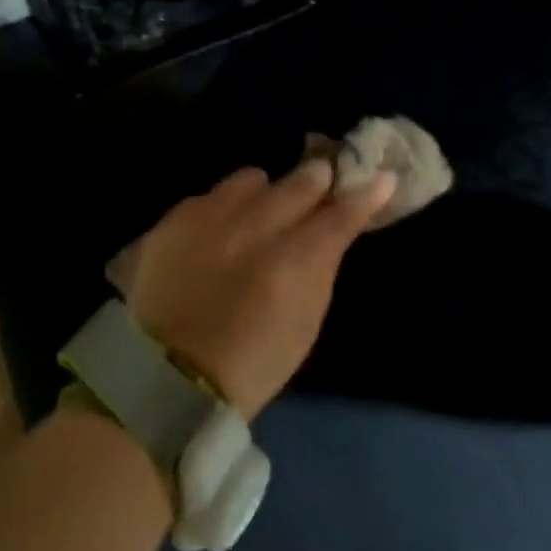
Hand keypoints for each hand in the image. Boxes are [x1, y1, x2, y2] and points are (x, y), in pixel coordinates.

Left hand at [123, 162, 396, 417]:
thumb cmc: (252, 361)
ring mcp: (208, 217)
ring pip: (251, 179)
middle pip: (298, 183)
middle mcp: (252, 228)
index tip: (380, 177)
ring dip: (264, 192)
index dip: (364, 194)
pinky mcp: (174, 218)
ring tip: (259, 213)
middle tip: (323, 178)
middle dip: (316, 178)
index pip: (339, 215)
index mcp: (292, 263)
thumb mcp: (305, 323)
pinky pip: (212, 194)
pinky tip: (220, 230)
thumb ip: (321, 265)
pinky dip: (224, 207)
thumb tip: (337, 224)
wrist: (170, 374)